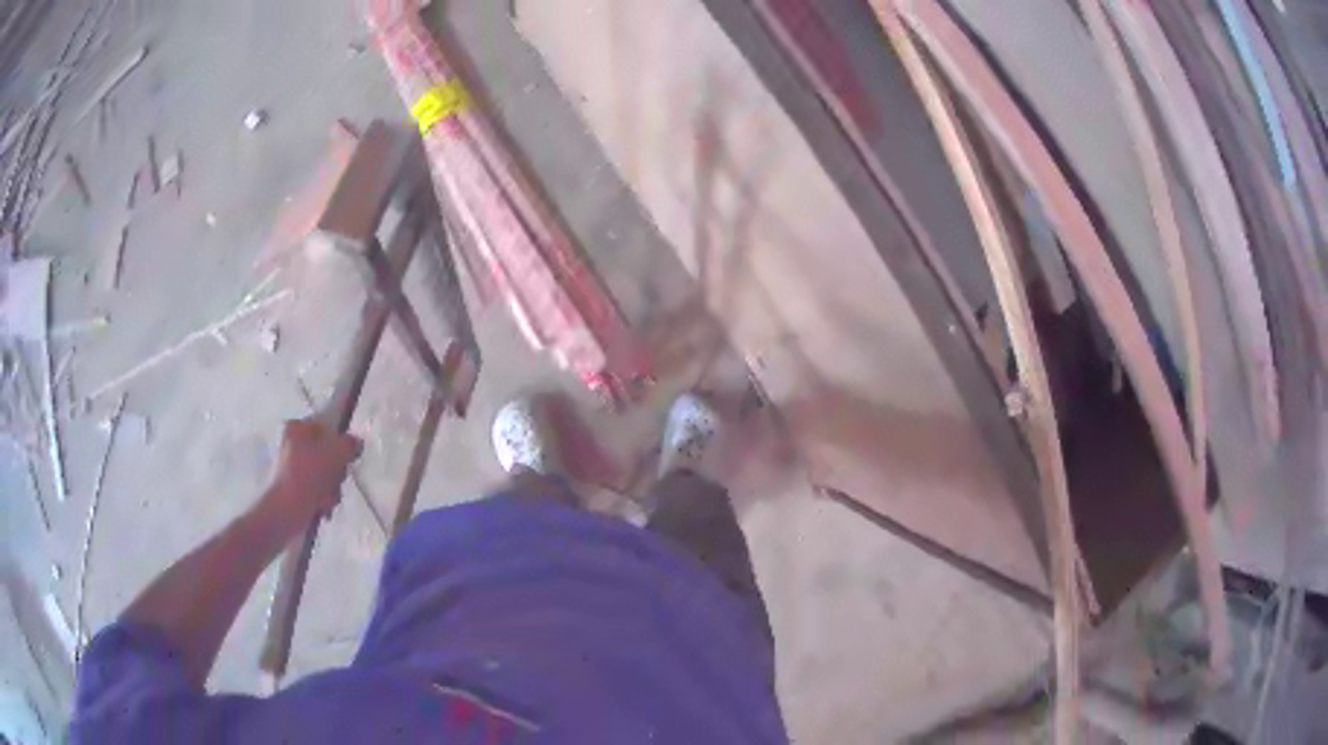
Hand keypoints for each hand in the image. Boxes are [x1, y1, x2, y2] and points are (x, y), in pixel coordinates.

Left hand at [259, 420, 362, 531]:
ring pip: (326, 474)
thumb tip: (356, 443)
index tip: (346, 456)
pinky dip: (324, 498)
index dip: (340, 441)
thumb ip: (349, 444)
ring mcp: (293, 468)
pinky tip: (323, 507)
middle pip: (328, 452)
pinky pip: (319, 489)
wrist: (285, 513)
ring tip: (327, 498)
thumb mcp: (335, 453)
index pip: (327, 426)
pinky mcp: (296, 489)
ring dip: (332, 488)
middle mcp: (293, 444)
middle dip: (337, 470)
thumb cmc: (307, 477)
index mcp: (297, 428)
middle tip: (335, 479)